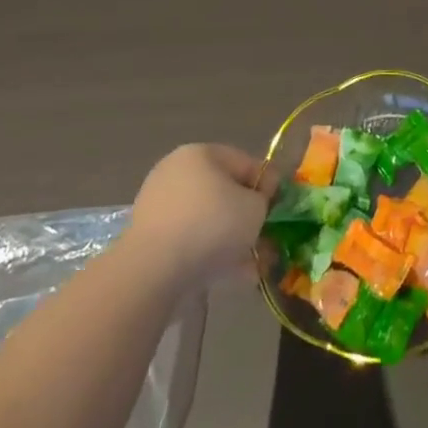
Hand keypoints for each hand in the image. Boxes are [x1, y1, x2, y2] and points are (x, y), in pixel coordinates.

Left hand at [128, 144, 274, 287]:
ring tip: (252, 265)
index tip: (277, 212)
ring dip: (232, 239)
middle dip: (248, 218)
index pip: (247, 163)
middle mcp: (177, 172)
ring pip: (209, 220)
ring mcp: (160, 205)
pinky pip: (191, 240)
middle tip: (266, 239)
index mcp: (202, 153)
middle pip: (226, 193)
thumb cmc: (212, 225)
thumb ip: (265, 199)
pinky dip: (210, 253)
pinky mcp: (150, 238)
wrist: (154, 271)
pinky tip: (231, 274)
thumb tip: (258, 204)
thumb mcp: (256, 207)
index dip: (268, 187)